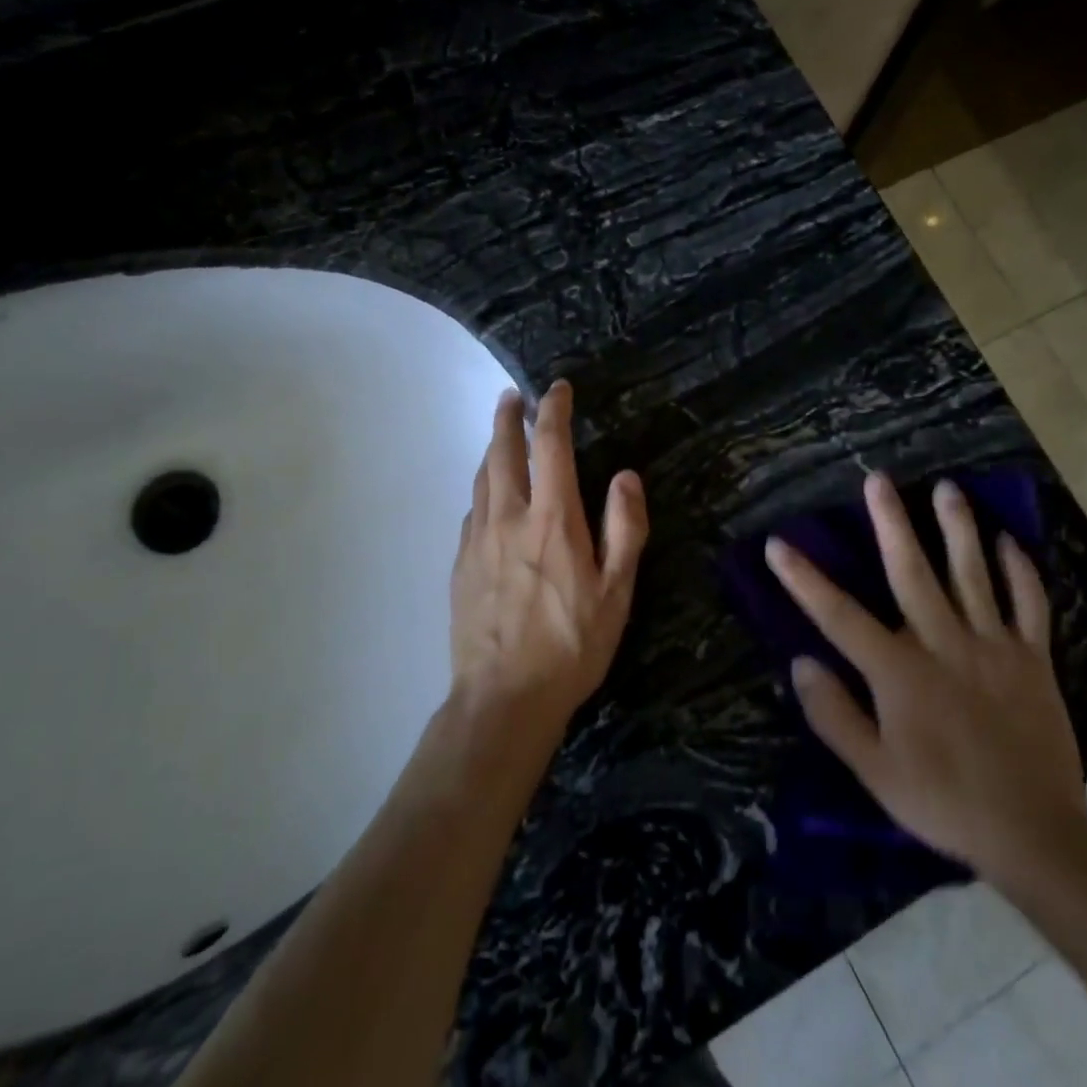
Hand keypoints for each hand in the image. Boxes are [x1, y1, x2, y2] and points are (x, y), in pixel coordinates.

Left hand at [450, 380, 647, 733]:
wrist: (503, 697)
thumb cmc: (571, 645)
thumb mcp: (617, 592)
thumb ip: (624, 528)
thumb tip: (625, 477)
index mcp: (552, 520)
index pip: (550, 446)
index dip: (554, 410)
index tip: (557, 388)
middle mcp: (509, 518)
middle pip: (502, 452)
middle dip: (508, 418)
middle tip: (511, 397)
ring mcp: (477, 541)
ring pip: (481, 479)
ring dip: (491, 450)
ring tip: (499, 437)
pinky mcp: (460, 565)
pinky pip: (471, 512)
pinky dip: (482, 490)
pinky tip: (488, 499)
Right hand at [766, 472, 1086, 887]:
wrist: (1034, 834)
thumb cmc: (942, 801)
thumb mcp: (874, 771)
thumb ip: (834, 715)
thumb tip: (800, 663)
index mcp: (899, 672)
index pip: (839, 616)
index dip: (804, 579)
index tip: (778, 544)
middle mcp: (943, 644)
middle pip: (911, 573)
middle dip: (890, 523)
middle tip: (877, 479)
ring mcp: (993, 646)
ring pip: (972, 575)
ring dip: (957, 528)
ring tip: (946, 488)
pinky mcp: (1033, 659)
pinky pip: (1028, 605)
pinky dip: (1020, 571)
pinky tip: (1008, 541)